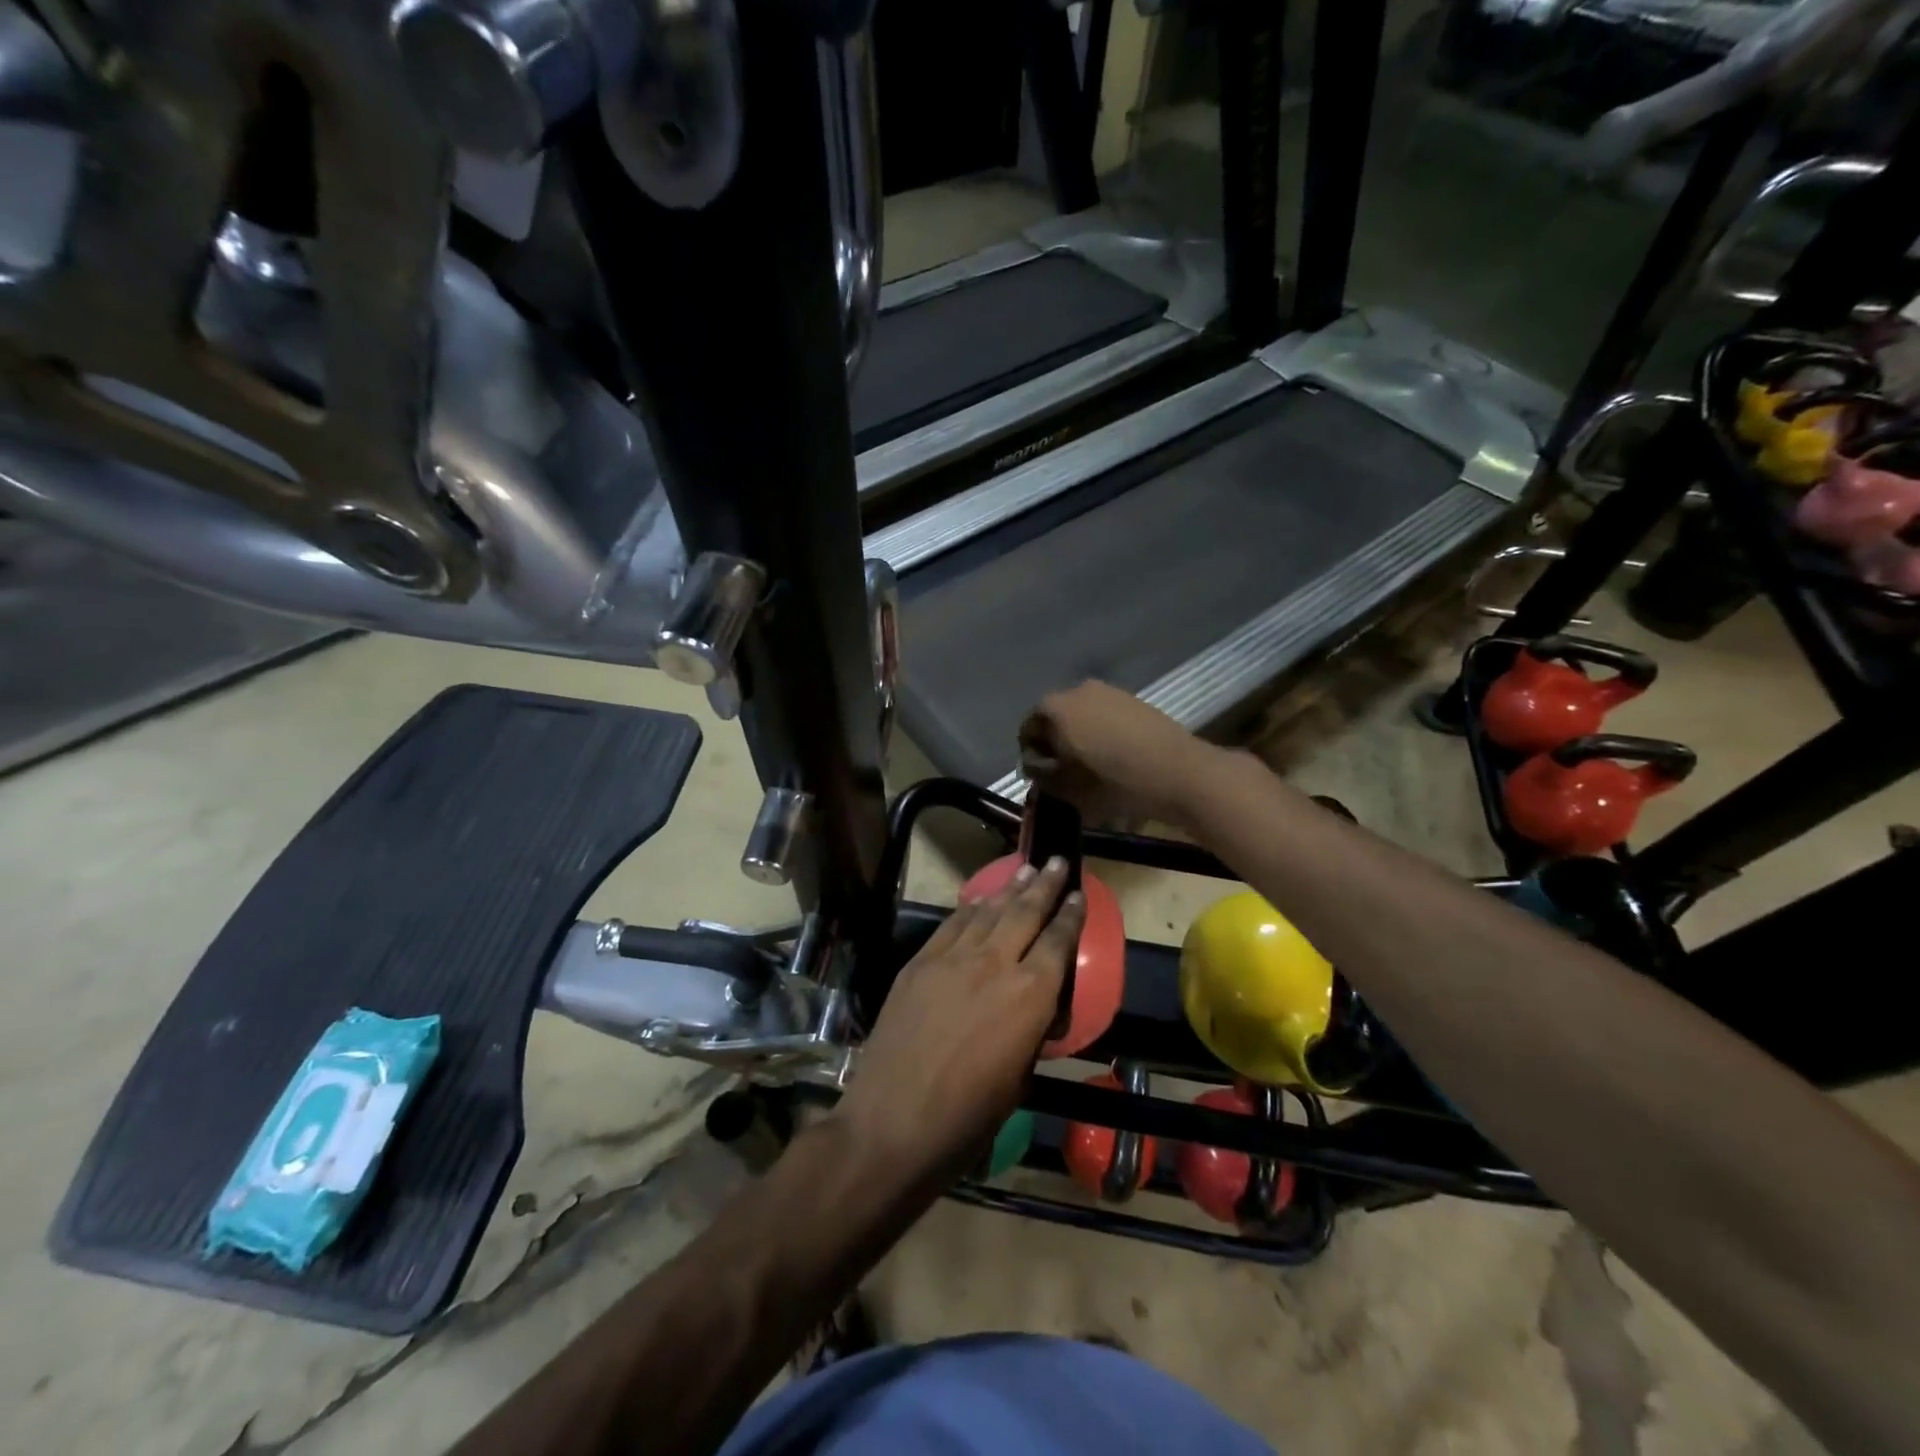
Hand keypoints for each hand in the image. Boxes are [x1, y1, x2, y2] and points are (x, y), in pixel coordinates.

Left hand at [836, 858, 1084, 1186]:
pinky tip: (978, 901)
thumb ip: (1030, 1033)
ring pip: (987, 912)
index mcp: (1029, 996)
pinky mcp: (919, 964)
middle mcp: (994, 965)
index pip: (1057, 942)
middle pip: (1025, 913)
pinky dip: (970, 909)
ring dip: (1009, 890)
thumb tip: (1033, 1012)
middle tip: (1058, 862)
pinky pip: (951, 926)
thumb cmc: (966, 1119)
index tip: (1079, 893)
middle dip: (1045, 884)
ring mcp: (951, 959)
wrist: (892, 1123)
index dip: (1071, 915)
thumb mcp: (1018, 1080)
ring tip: (1024, 870)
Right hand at [1019, 681, 1211, 825]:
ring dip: (1079, 734)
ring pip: (1082, 713)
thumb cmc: (1117, 783)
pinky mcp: (1133, 700)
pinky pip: (1105, 713)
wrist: (1180, 773)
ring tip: (1089, 764)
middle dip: (1054, 741)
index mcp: (1057, 708)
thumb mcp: (1070, 790)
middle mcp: (1079, 690)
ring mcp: (1110, 692)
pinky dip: (1101, 730)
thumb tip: (1037, 771)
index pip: (1028, 726)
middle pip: (1055, 715)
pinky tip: (1113, 755)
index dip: (1030, 751)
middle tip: (1062, 770)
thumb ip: (1045, 778)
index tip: (1040, 775)